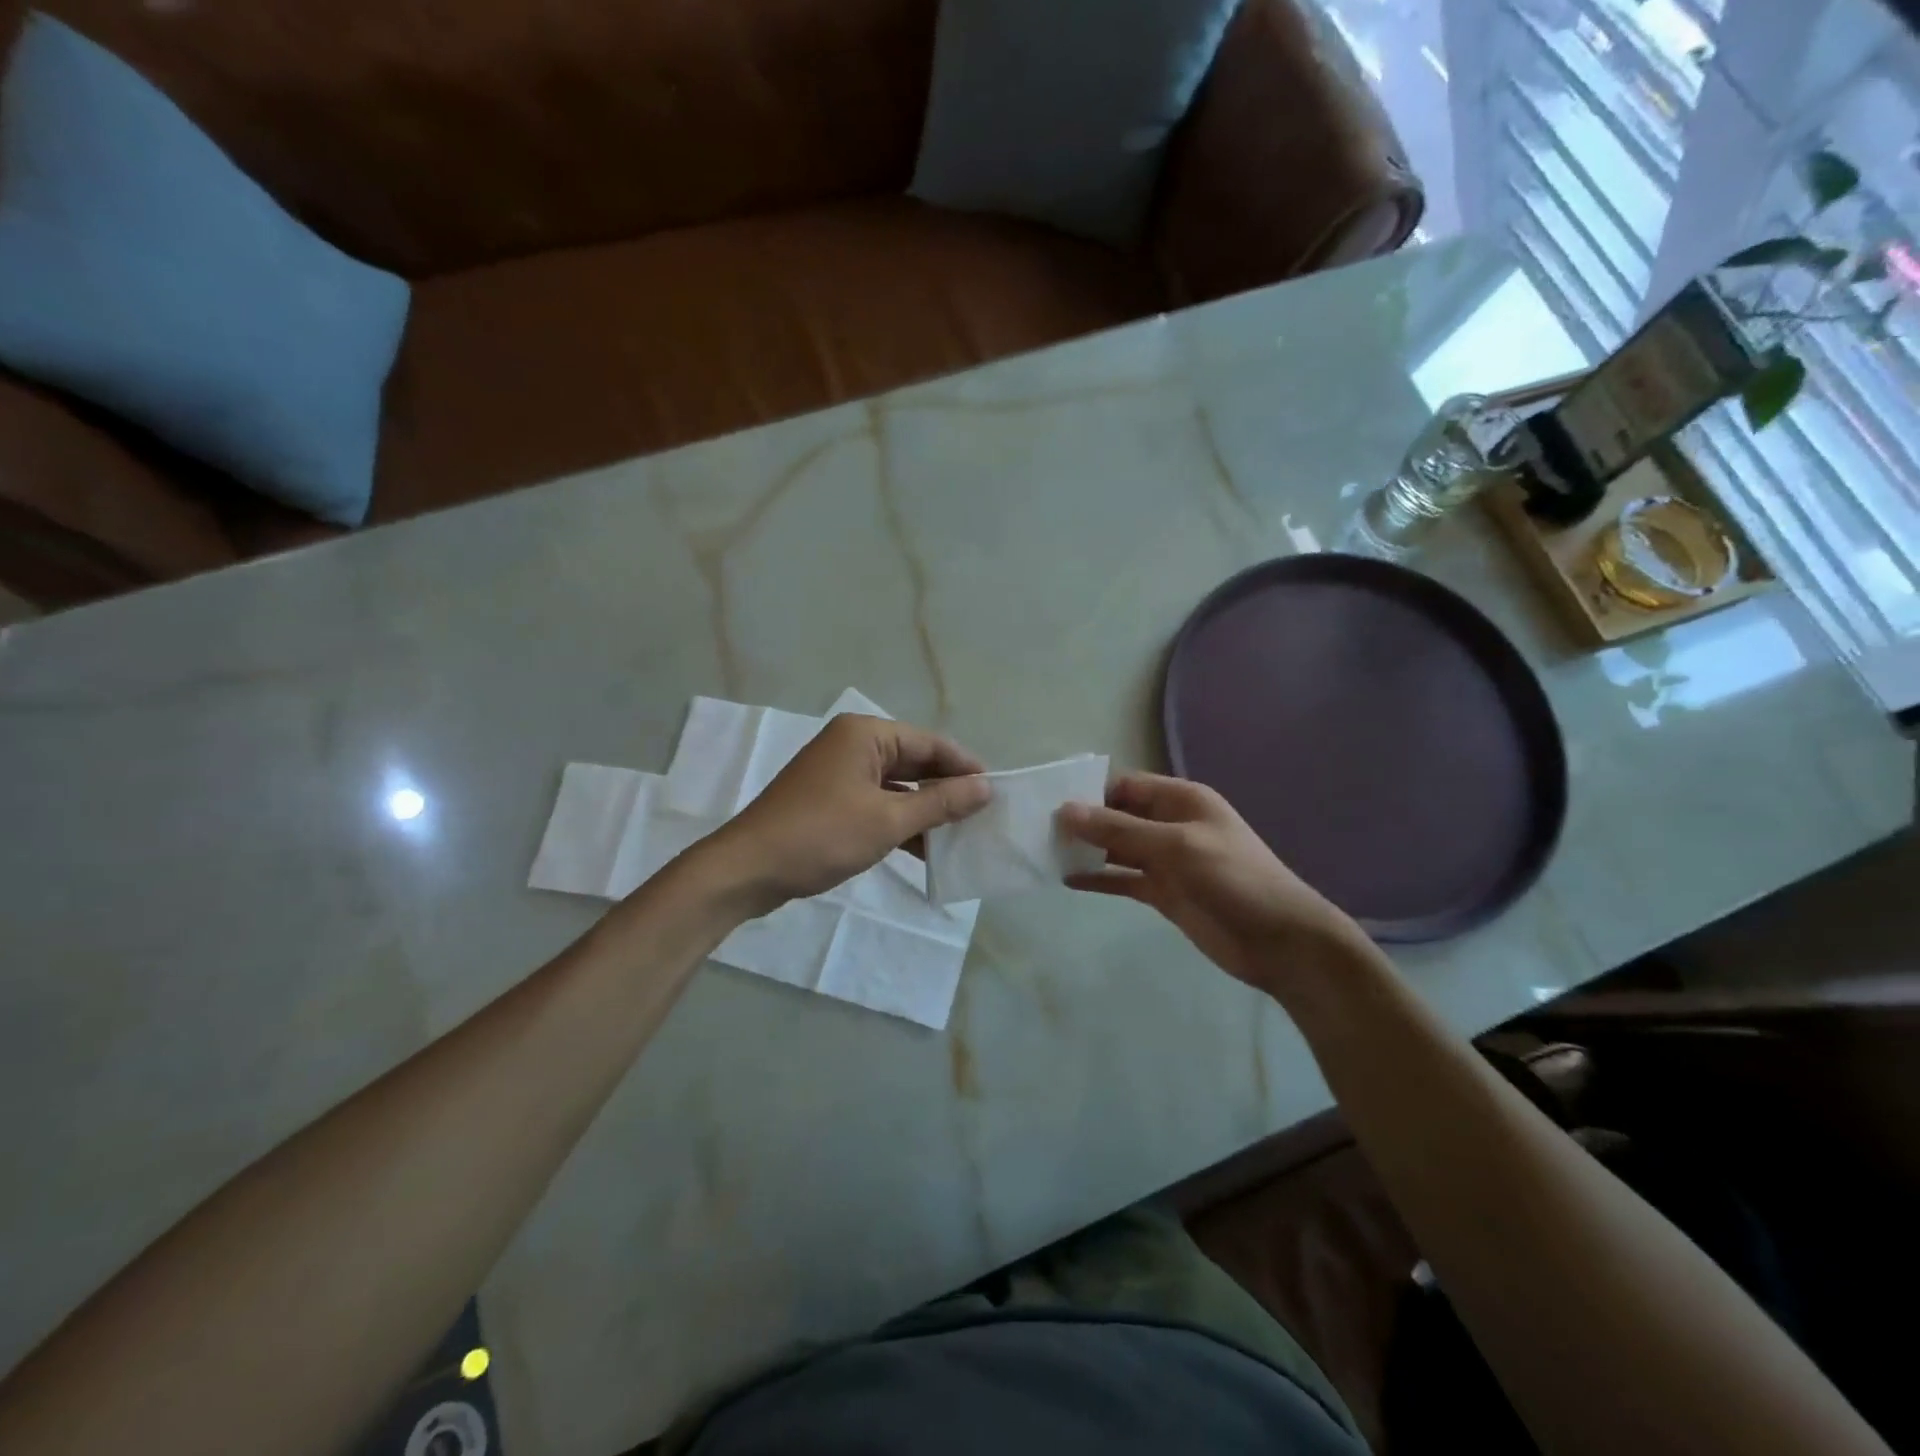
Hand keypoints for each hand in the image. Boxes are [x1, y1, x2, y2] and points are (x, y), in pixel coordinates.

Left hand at [694, 714, 990, 914]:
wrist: (748, 870)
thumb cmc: (822, 835)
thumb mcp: (888, 820)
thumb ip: (940, 803)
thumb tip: (986, 788)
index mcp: (866, 734)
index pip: (930, 743)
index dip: (965, 767)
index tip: (997, 791)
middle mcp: (853, 745)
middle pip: (914, 761)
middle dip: (946, 789)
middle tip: (983, 815)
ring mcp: (839, 773)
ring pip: (897, 785)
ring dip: (925, 809)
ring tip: (962, 835)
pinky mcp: (830, 800)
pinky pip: (877, 803)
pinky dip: (900, 822)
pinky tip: (926, 848)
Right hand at [1059, 772, 1370, 993]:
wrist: (1281, 942)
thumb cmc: (1233, 879)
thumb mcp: (1175, 846)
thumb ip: (1119, 829)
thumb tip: (1065, 811)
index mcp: (1180, 800)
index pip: (1125, 787)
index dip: (1090, 794)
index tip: (1050, 806)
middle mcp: (1171, 825)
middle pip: (1118, 816)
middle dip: (1083, 823)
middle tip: (1038, 833)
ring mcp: (1167, 861)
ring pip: (1117, 848)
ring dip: (1087, 851)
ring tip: (1045, 855)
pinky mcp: (1164, 893)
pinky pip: (1123, 879)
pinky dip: (1099, 879)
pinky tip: (1068, 882)